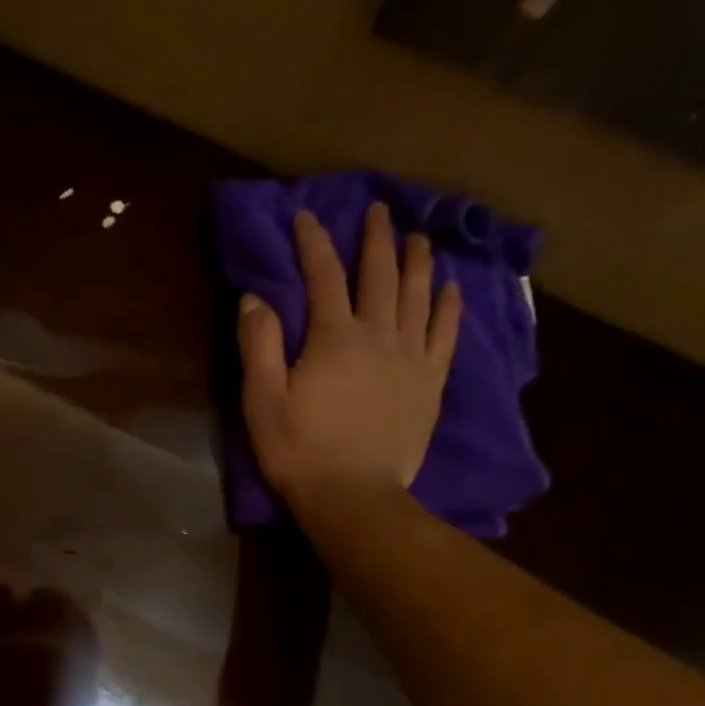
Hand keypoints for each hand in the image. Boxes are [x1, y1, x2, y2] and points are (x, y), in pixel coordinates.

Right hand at [238, 203, 461, 511]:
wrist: (353, 495)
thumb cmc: (299, 451)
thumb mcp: (262, 401)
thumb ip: (258, 345)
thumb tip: (254, 298)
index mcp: (333, 337)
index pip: (323, 276)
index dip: (313, 243)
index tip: (305, 216)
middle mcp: (378, 334)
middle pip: (379, 274)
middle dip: (375, 239)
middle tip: (378, 210)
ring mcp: (411, 357)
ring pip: (418, 295)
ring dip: (416, 261)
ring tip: (417, 237)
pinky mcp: (430, 383)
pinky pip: (445, 334)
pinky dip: (448, 307)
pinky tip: (450, 289)